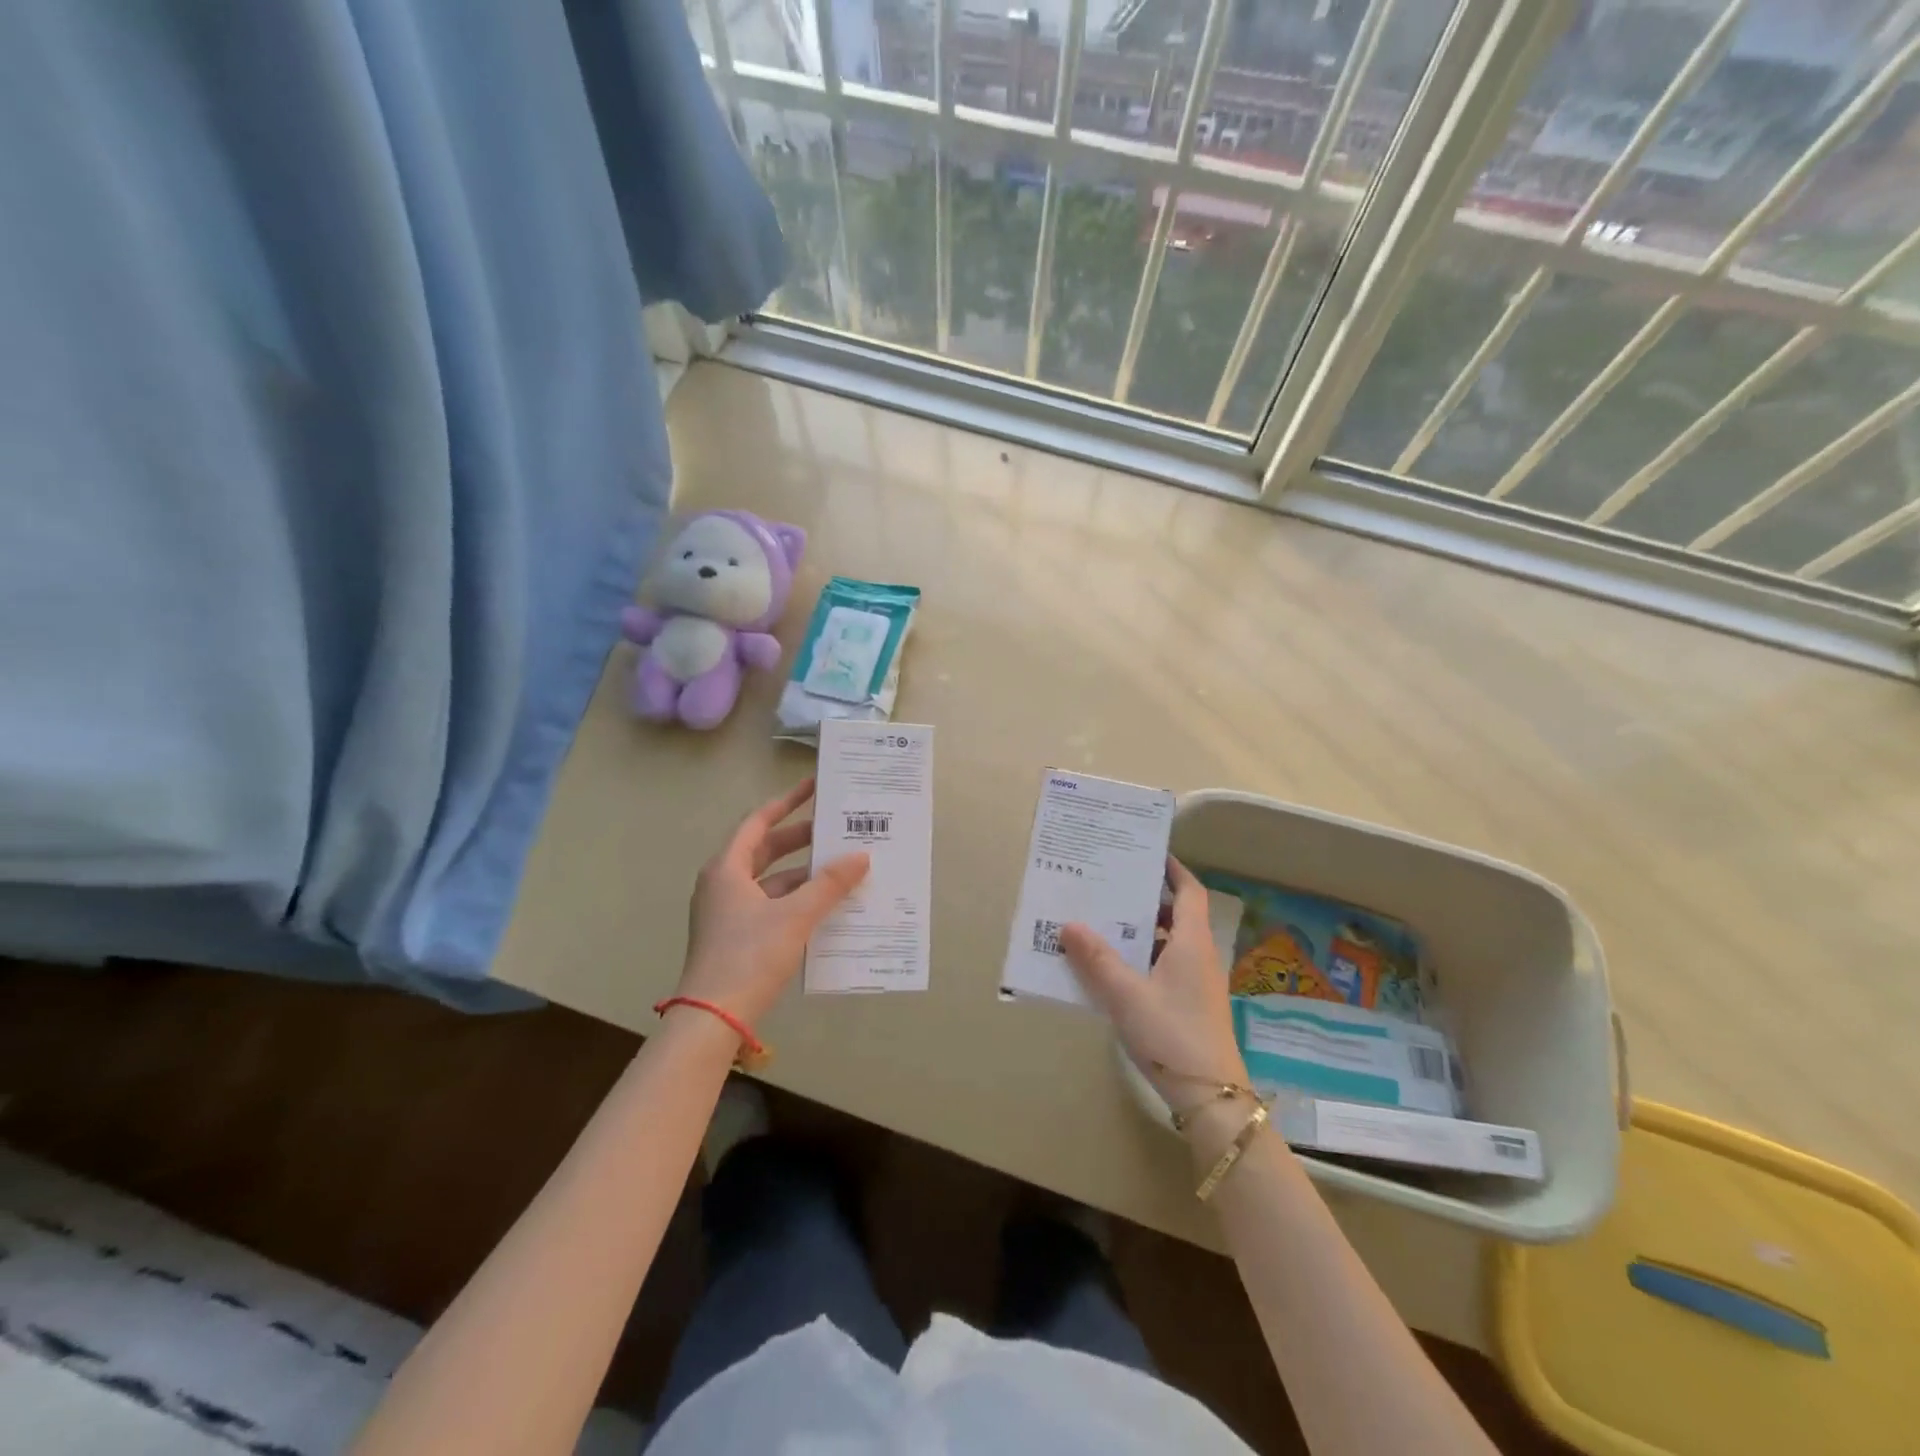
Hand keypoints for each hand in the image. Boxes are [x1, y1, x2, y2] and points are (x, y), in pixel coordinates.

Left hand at [677, 779, 868, 1026]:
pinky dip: (796, 901)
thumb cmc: (749, 956)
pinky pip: (770, 905)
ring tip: (841, 868)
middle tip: (835, 830)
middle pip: (765, 850)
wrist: (712, 1019)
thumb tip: (861, 857)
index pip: (759, 822)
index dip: (787, 802)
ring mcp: (727, 912)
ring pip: (770, 881)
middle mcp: (723, 884)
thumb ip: (829, 884)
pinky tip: (825, 907)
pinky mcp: (735, 937)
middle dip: (801, 839)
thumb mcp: (795, 916)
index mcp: (727, 868)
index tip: (814, 788)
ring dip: (803, 874)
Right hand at [1061, 857, 1249, 1112]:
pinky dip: (1142, 959)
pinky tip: (1113, 970)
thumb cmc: (1171, 1034)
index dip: (1172, 869)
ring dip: (1140, 932)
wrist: (1212, 1097)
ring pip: (1168, 943)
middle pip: (1176, 915)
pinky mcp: (1191, 1006)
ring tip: (1103, 924)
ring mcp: (1197, 983)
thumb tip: (1069, 925)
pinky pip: (1165, 967)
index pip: (1189, 891)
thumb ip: (1097, 959)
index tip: (1146, 853)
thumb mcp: (1126, 995)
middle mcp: (1199, 956)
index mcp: (1191, 943)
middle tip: (1109, 887)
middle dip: (1145, 900)